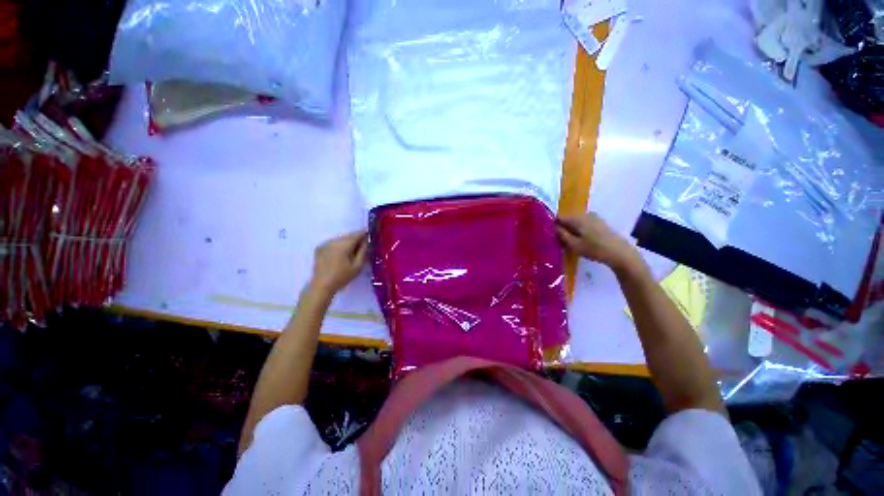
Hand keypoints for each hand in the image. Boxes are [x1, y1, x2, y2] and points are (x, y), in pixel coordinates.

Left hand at [309, 231, 368, 294]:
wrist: (321, 286)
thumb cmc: (342, 277)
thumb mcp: (357, 266)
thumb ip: (363, 251)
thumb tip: (366, 241)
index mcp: (343, 245)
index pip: (357, 234)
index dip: (364, 234)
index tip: (370, 235)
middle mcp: (333, 241)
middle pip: (348, 236)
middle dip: (356, 239)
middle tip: (363, 246)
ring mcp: (325, 244)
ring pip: (341, 239)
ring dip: (348, 242)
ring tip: (353, 251)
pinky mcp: (320, 248)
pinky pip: (333, 243)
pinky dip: (340, 245)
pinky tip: (342, 254)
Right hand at [556, 213, 643, 273]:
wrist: (620, 253)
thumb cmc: (594, 249)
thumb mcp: (574, 245)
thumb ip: (562, 235)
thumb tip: (554, 227)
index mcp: (578, 218)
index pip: (560, 218)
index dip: (554, 225)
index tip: (550, 235)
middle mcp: (585, 215)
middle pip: (569, 219)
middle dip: (563, 228)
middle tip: (559, 241)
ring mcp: (594, 218)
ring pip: (577, 222)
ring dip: (571, 230)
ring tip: (569, 242)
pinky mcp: (600, 223)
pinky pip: (584, 224)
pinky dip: (580, 230)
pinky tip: (581, 240)